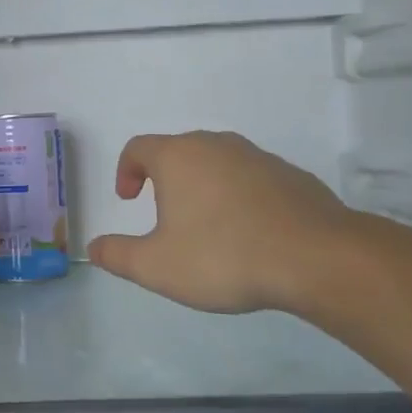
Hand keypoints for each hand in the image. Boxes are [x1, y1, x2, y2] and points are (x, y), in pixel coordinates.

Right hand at [87, 131, 357, 314]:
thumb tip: (94, 247)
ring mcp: (257, 157)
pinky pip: (251, 179)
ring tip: (208, 229)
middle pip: (178, 151)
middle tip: (165, 217)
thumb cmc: (223, 256)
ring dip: (203, 188)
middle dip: (164, 180)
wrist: (317, 258)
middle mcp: (215, 146)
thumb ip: (117, 256)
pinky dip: (239, 197)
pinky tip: (249, 235)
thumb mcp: (157, 266)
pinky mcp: (291, 175)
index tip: (129, 200)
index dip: (125, 171)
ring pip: (217, 163)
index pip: (138, 147)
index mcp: (177, 157)